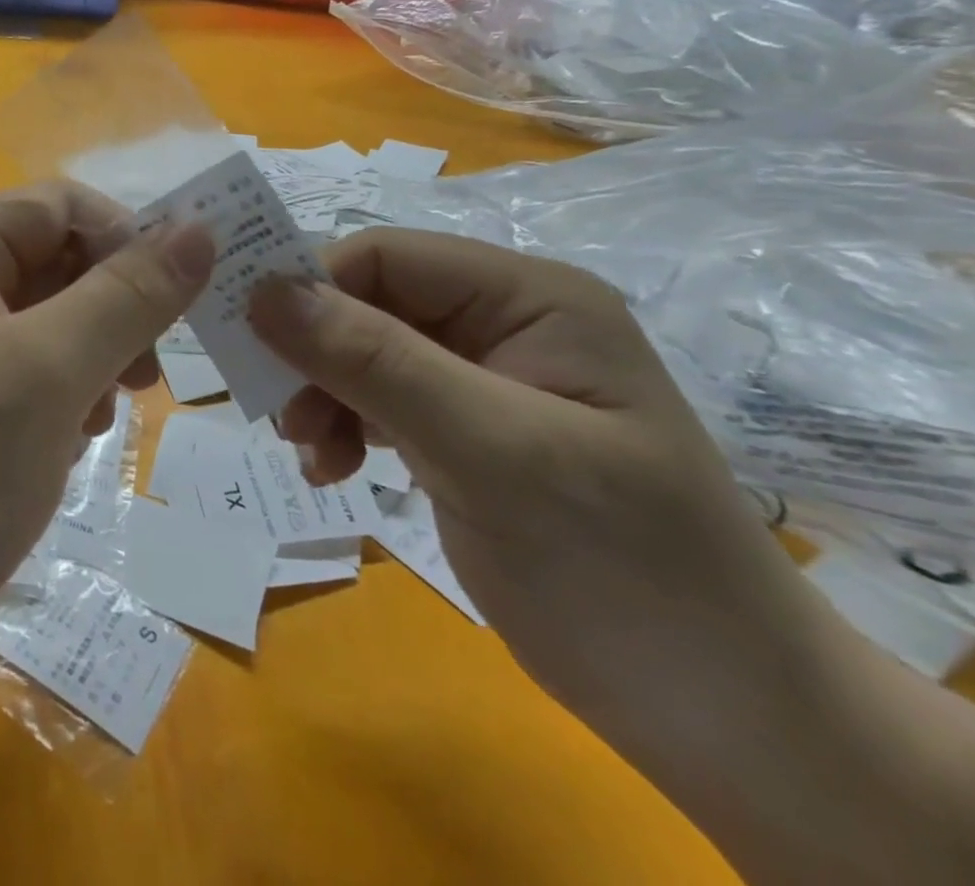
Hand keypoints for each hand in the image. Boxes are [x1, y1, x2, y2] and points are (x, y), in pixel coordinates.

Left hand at [0, 181, 212, 685]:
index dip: (125, 236)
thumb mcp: (46, 372)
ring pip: (48, 327)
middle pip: (54, 264)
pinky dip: (60, 400)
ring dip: (90, 359)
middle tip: (147, 372)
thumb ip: (128, 296)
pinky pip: (26, 380)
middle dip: (111, 308)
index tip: (181, 297)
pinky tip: (65, 446)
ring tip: (99, 414)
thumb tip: (201, 228)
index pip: (59, 206)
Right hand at [247, 228, 819, 744]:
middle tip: (280, 416)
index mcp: (527, 298)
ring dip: (322, 395)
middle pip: (366, 303)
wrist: (722, 717)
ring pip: (361, 352)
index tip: (252, 344)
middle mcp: (500, 322)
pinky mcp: (462, 429)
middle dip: (313, 354)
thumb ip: (375, 362)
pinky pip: (376, 400)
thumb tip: (262, 290)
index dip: (310, 286)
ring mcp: (480, 377)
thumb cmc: (622, 567)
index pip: (385, 256)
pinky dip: (344, 428)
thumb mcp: (492, 453)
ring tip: (311, 454)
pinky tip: (335, 471)